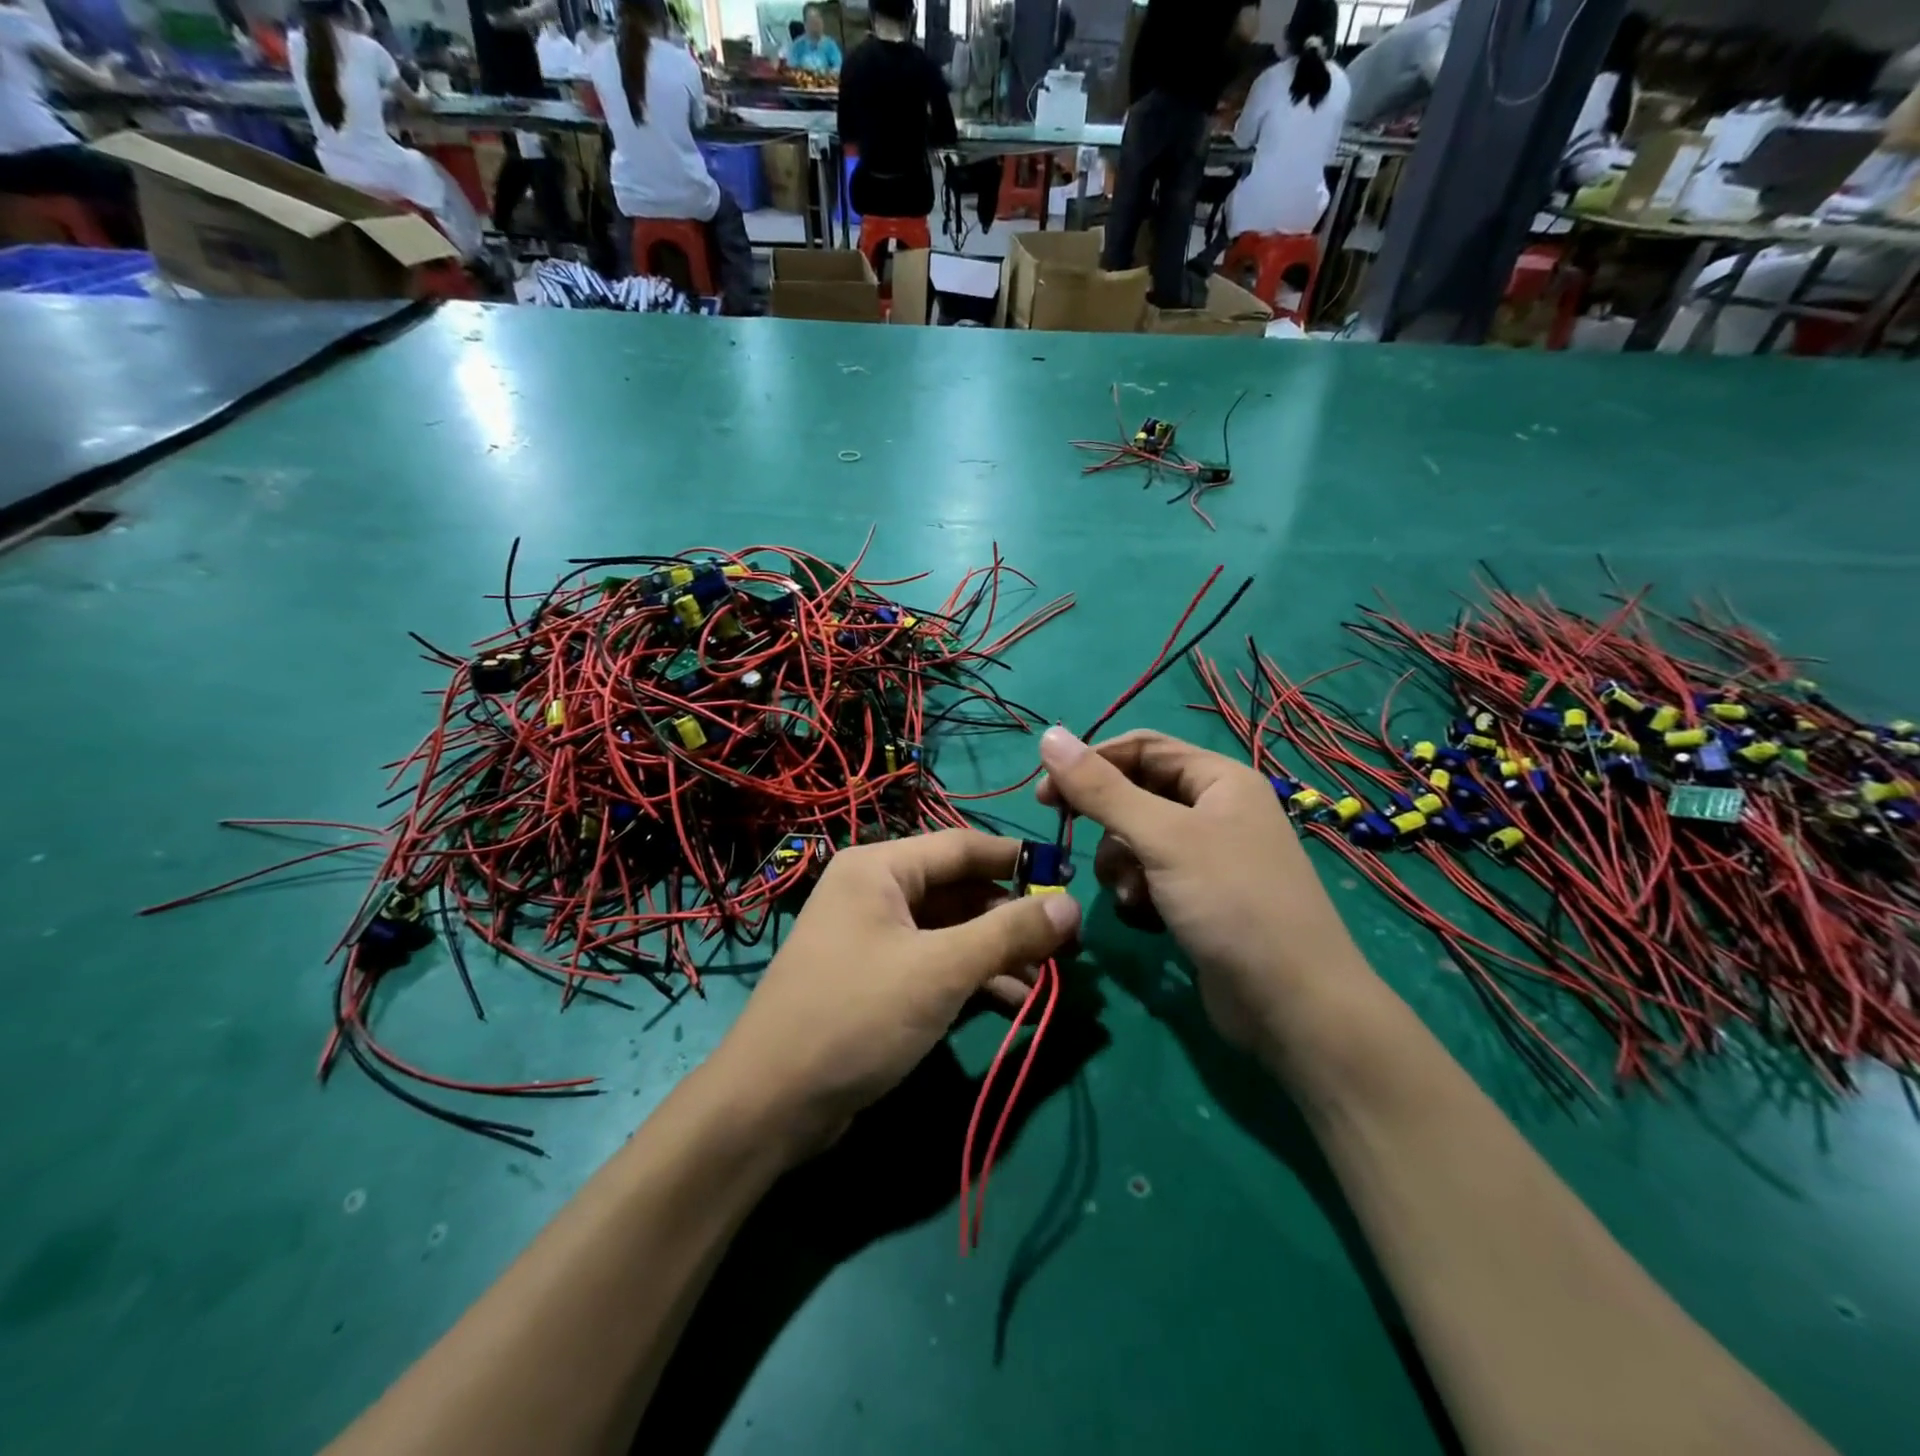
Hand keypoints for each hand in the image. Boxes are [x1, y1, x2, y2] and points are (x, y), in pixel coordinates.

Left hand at [706, 830, 1080, 1156]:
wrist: (772, 1103)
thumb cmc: (856, 1015)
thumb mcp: (940, 970)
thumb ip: (1008, 933)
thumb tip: (1072, 904)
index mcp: (881, 868)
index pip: (963, 847)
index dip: (1018, 861)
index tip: (1069, 879)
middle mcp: (875, 892)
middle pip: (959, 890)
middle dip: (1012, 917)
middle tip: (1066, 944)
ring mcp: (874, 937)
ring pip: (951, 930)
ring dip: (998, 952)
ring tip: (1049, 980)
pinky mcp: (876, 978)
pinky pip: (935, 962)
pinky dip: (973, 977)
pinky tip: (1016, 1002)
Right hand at [1036, 727, 1373, 1050]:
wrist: (1292, 1005)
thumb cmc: (1232, 903)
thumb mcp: (1162, 838)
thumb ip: (1102, 789)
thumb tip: (1048, 736)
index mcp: (1218, 779)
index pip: (1142, 748)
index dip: (1091, 762)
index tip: (1045, 794)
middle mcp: (1215, 809)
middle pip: (1137, 793)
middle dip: (1106, 820)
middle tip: (1066, 835)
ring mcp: (1209, 856)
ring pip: (1137, 838)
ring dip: (1120, 862)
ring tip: (1128, 892)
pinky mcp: (1199, 897)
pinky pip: (1150, 875)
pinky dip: (1137, 890)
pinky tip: (1142, 914)